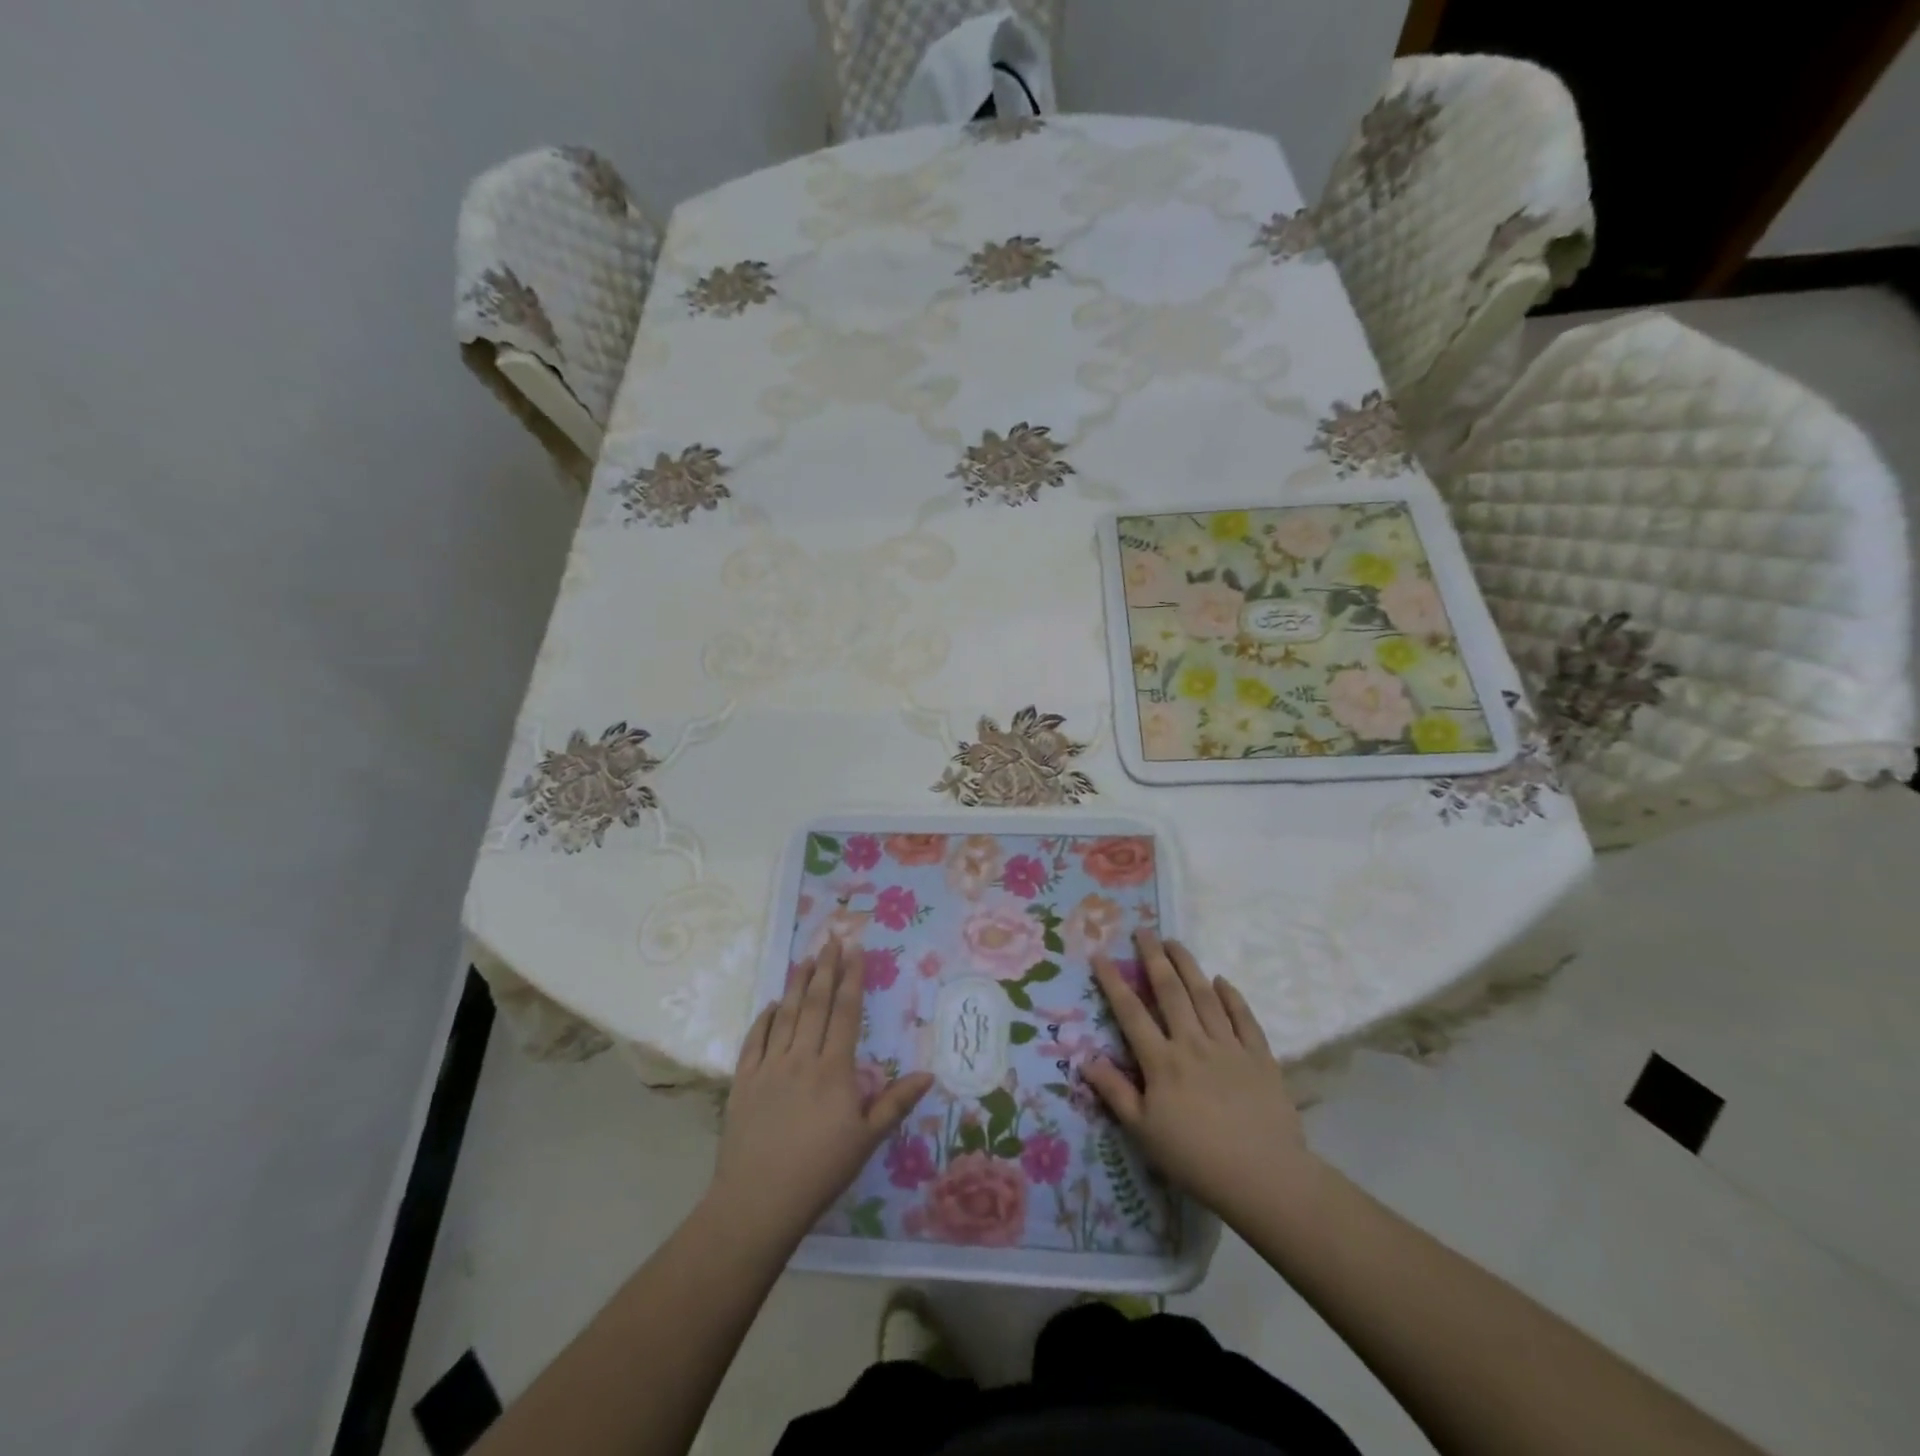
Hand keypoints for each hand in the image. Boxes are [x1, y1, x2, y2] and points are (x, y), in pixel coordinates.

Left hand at [708, 939, 934, 1248]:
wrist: (758, 1202)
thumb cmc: (820, 1172)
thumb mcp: (866, 1140)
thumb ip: (895, 1103)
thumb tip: (928, 1073)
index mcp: (834, 1069)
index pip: (846, 1012)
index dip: (852, 978)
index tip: (856, 949)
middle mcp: (801, 1058)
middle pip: (816, 1003)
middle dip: (826, 968)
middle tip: (832, 938)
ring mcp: (769, 1067)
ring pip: (786, 1014)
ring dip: (797, 984)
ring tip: (806, 959)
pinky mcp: (744, 1081)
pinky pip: (754, 1040)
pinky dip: (764, 1018)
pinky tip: (772, 1004)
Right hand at [1084, 932, 1317, 1229]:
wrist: (1264, 1178)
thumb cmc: (1196, 1159)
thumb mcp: (1144, 1132)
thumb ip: (1115, 1092)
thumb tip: (1085, 1058)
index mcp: (1162, 1062)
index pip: (1131, 1012)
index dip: (1113, 981)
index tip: (1100, 954)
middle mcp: (1192, 1043)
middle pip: (1170, 991)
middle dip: (1154, 958)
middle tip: (1143, 931)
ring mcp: (1228, 1046)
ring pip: (1205, 995)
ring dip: (1188, 965)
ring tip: (1175, 942)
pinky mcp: (1260, 1056)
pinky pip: (1244, 1018)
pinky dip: (1232, 996)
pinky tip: (1222, 981)